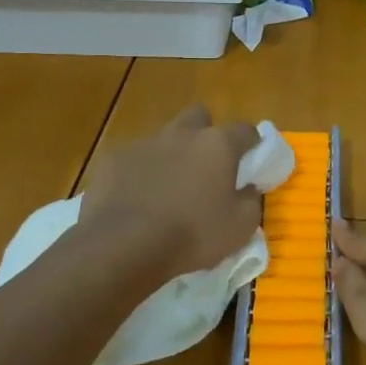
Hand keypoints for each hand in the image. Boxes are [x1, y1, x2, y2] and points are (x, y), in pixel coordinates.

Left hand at [78, 107, 261, 283]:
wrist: (123, 247)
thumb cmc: (191, 235)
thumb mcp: (240, 228)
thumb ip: (250, 201)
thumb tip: (248, 189)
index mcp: (217, 145)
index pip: (245, 130)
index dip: (251, 144)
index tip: (252, 161)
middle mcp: (182, 134)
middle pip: (199, 117)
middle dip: (205, 134)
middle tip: (206, 166)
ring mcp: (144, 144)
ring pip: (164, 138)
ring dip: (171, 155)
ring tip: (168, 189)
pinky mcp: (113, 160)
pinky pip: (133, 160)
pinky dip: (139, 174)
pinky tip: (136, 200)